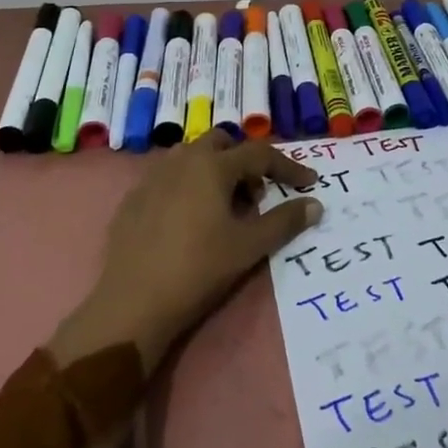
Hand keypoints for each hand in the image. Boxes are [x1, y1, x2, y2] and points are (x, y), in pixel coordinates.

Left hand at [50, 135, 320, 373]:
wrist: (133, 303)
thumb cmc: (198, 269)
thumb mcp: (248, 247)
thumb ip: (284, 221)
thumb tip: (315, 205)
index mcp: (213, 165)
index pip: (260, 154)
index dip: (288, 167)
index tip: (308, 182)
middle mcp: (182, 159)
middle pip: (222, 144)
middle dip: (244, 162)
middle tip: (256, 197)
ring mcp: (154, 176)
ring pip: (193, 157)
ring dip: (215, 171)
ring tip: (223, 208)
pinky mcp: (134, 198)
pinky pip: (169, 178)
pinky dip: (189, 187)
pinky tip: (189, 222)